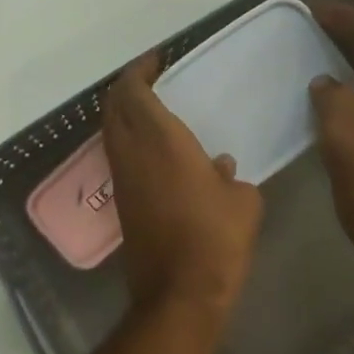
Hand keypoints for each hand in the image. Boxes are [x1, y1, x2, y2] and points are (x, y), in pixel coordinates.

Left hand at [102, 53, 263, 330]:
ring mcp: (122, 178)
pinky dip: (128, 139)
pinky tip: (156, 148)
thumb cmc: (216, 240)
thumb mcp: (242, 201)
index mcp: (161, 141)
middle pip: (113, 106)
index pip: (134, 91)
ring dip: (123, 112)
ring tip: (152, 107)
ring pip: (111, 131)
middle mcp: (132, 153)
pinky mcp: (121, 202)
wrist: (179, 294)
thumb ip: (230, 176)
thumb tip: (218, 167)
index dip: (139, 70)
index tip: (156, 59)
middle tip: (151, 78)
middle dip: (126, 86)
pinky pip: (118, 155)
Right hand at [307, 0, 353, 260]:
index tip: (311, 5)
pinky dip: (340, 87)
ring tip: (307, 48)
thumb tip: (324, 84)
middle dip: (340, 35)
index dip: (339, 17)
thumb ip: (328, 87)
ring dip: (339, 62)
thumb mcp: (339, 110)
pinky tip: (316, 87)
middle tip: (306, 23)